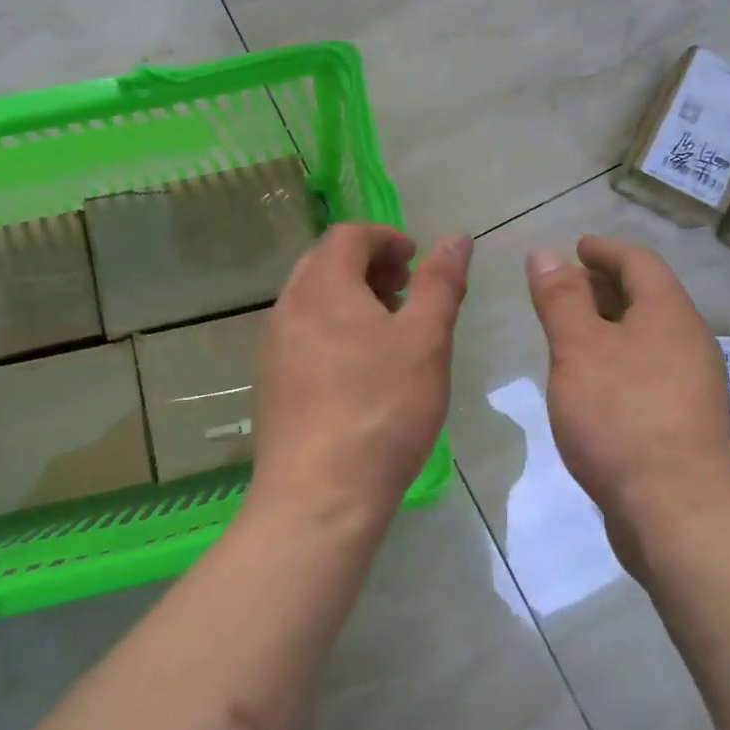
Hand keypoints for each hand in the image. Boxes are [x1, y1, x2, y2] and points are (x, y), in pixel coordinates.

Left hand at [251, 224, 470, 523]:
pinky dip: (335, 329)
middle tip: (405, 290)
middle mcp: (289, 307)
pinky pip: (304, 334)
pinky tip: (362, 369)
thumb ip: (441, 283)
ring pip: (313, 300)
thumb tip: (457, 237)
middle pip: (326, 263)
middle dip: (369, 265)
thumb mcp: (426, 340)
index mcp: (323, 286)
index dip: (387, 237)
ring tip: (390, 330)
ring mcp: (274, 347)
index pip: (349, 235)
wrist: (320, 494)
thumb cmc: (382, 408)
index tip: (417, 260)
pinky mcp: (272, 383)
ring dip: (351, 298)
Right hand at [526, 236, 729, 562]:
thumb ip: (561, 299)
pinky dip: (618, 361)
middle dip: (605, 286)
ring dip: (610, 326)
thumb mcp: (579, 350)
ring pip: (647, 337)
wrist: (677, 511)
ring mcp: (691, 384)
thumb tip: (546, 253)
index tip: (575, 247)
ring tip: (570, 334)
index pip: (639, 261)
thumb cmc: (622, 416)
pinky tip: (591, 384)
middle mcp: (688, 341)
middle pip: (647, 297)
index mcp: (669, 313)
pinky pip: (647, 371)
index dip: (605, 249)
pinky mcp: (684, 421)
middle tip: (564, 289)